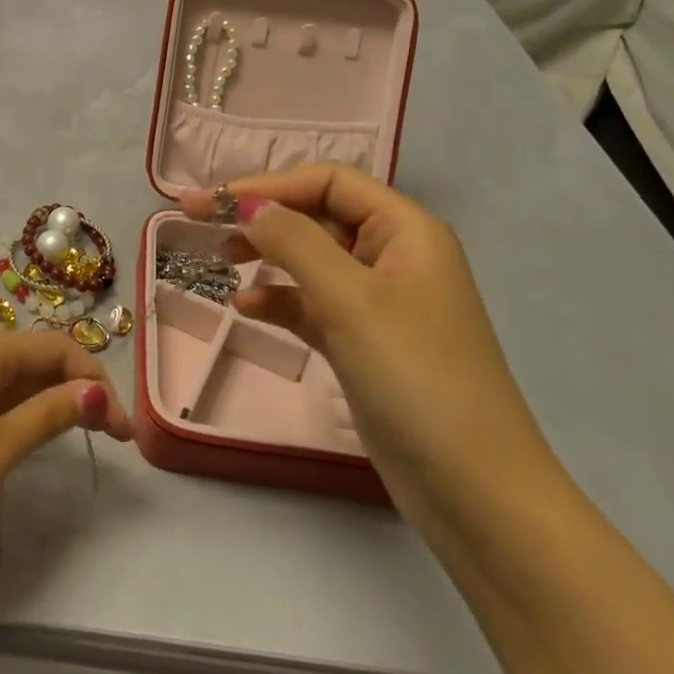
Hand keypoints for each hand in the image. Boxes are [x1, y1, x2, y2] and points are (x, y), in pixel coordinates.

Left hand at [0, 330, 133, 579]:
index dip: (96, 382)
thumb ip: (50, 413)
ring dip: (54, 401)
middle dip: (79, 390)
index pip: (58, 348)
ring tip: (86, 438)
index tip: (124, 432)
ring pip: (18, 378)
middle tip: (113, 438)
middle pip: (39, 358)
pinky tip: (36, 436)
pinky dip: (25, 411)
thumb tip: (95, 390)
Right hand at [184, 164, 552, 509]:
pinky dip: (278, 301)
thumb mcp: (349, 299)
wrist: (474, 492)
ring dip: (265, 256)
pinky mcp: (363, 342)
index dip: (268, 185)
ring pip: (309, 260)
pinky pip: (311, 304)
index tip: (211, 202)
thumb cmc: (415, 376)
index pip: (328, 182)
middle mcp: (394, 256)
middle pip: (316, 216)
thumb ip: (293, 241)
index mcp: (405, 230)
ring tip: (218, 261)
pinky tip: (246, 308)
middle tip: (199, 225)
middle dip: (260, 217)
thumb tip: (246, 203)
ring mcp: (379, 302)